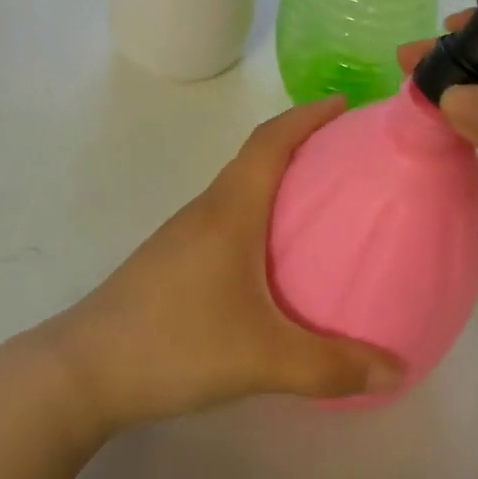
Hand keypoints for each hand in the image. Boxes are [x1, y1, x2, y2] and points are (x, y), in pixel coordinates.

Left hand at [43, 98, 401, 430]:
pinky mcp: (172, 263)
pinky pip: (226, 220)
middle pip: (256, 158)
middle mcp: (206, 211)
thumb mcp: (262, 358)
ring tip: (320, 203)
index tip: (343, 104)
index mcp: (229, 210)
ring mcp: (184, 237)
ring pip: (239, 191)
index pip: (270, 141)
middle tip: (347, 156)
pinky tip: (274, 259)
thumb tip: (396, 370)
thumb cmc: (174, 344)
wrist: (81, 374)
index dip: (306, 116)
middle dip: (300, 144)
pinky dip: (258, 216)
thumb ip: (331, 366)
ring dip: (278, 181)